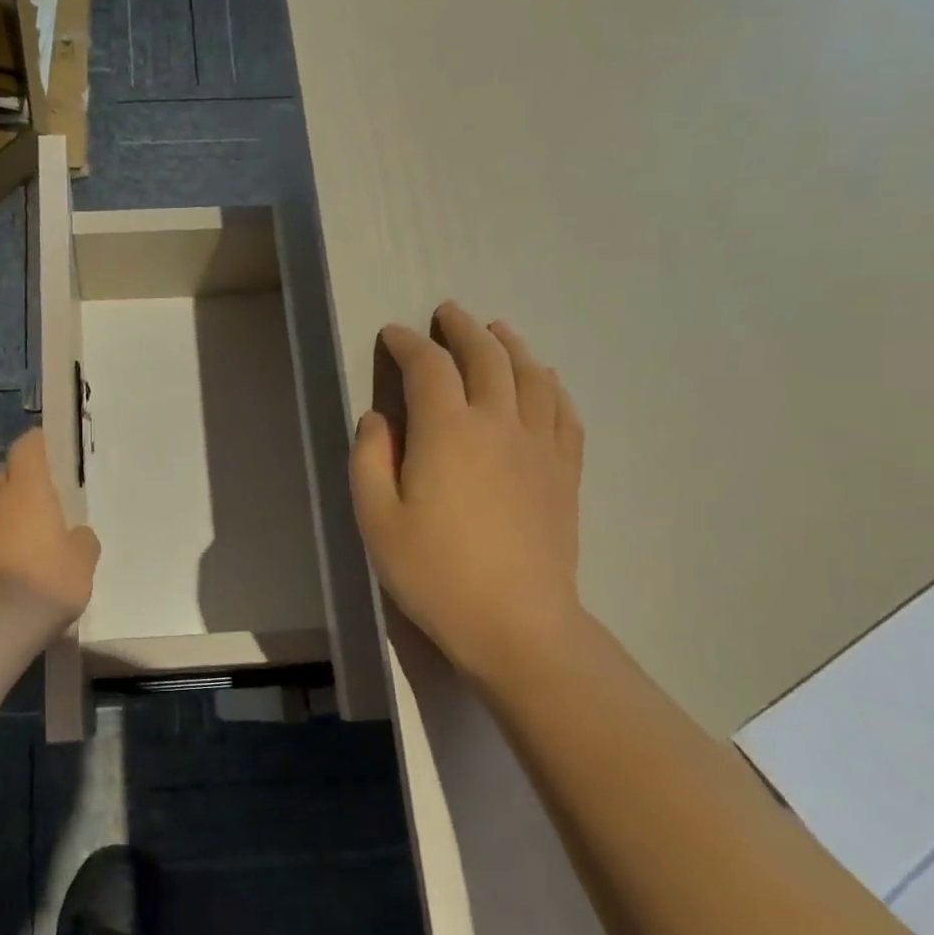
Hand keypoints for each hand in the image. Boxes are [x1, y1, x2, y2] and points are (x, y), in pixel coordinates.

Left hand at [0, 427, 99, 636]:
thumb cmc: (47, 580)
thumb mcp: (83, 560)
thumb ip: (82, 540)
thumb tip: (76, 535)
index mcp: (26, 490)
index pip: (26, 448)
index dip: (38, 442)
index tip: (52, 445)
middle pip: (6, 476)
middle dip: (24, 480)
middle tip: (49, 494)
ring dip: (12, 514)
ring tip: (38, 534)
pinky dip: (3, 543)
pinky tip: (21, 565)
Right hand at [350, 304, 585, 683]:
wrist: (516, 621)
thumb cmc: (434, 572)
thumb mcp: (376, 518)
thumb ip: (369, 459)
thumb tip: (378, 418)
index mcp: (447, 431)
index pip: (428, 367)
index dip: (408, 343)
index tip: (393, 335)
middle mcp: (498, 423)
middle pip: (486, 357)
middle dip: (463, 329)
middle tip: (448, 313)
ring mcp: (540, 445)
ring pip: (531, 375)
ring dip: (511, 345)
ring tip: (498, 331)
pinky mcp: (564, 470)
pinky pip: (563, 411)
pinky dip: (550, 384)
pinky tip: (544, 380)